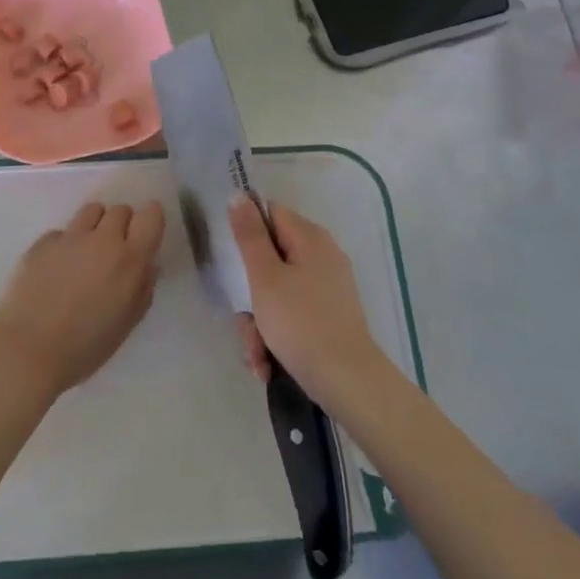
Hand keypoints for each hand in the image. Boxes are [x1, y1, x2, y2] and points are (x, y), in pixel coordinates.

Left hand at [0, 200, 164, 397]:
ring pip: (92, 210)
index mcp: (129, 260)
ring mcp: (70, 237)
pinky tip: (57, 269)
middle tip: (114, 251)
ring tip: (87, 251)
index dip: (151, 219)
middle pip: (121, 210)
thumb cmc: (85, 347)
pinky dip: (66, 243)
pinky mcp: (42, 242)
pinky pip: (63, 231)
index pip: (151, 215)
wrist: (28, 350)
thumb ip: (143, 289)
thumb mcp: (127, 324)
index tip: (145, 233)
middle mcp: (102, 240)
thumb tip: (147, 265)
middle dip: (122, 225)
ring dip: (96, 225)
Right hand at [229, 196, 387, 408]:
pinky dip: (276, 336)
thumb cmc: (301, 324)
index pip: (269, 214)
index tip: (231, 261)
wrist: (348, 383)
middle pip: (269, 259)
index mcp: (310, 238)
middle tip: (243, 320)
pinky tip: (268, 364)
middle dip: (249, 294)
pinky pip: (292, 314)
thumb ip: (249, 235)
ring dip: (259, 324)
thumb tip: (239, 195)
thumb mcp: (265, 277)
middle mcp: (321, 256)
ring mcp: (327, 287)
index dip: (246, 232)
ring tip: (257, 356)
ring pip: (276, 292)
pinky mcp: (328, 315)